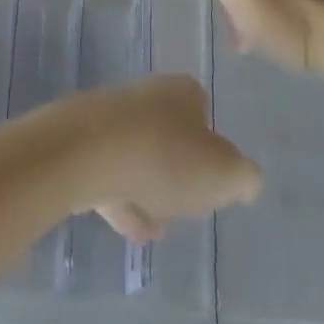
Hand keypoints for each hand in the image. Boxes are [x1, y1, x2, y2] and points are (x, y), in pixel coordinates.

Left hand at [68, 74, 261, 242]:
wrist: (84, 153)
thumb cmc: (165, 158)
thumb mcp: (227, 174)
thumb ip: (244, 178)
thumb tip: (244, 179)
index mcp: (181, 92)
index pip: (203, 112)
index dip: (212, 148)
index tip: (212, 180)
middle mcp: (144, 97)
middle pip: (168, 137)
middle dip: (176, 175)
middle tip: (183, 209)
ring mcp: (107, 118)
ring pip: (136, 157)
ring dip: (148, 193)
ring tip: (156, 231)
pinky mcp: (79, 142)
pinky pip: (107, 173)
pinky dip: (120, 199)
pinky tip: (130, 230)